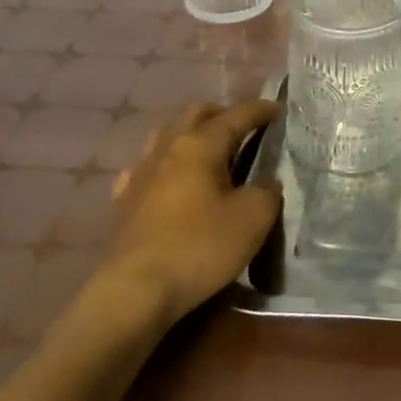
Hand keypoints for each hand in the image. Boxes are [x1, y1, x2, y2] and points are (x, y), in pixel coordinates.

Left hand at [94, 100, 282, 326]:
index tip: (277, 109)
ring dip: (191, 134)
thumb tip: (265, 183)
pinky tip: (169, 179)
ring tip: (209, 151)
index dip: (259, 110)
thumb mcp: (253, 218)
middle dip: (222, 114)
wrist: (134, 291)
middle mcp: (168, 147)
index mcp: (201, 144)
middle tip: (244, 128)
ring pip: (167, 135)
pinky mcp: (124, 201)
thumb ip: (267, 191)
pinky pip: (146, 168)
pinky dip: (165, 165)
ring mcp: (140, 173)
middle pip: (196, 114)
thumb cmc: (199, 247)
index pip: (236, 115)